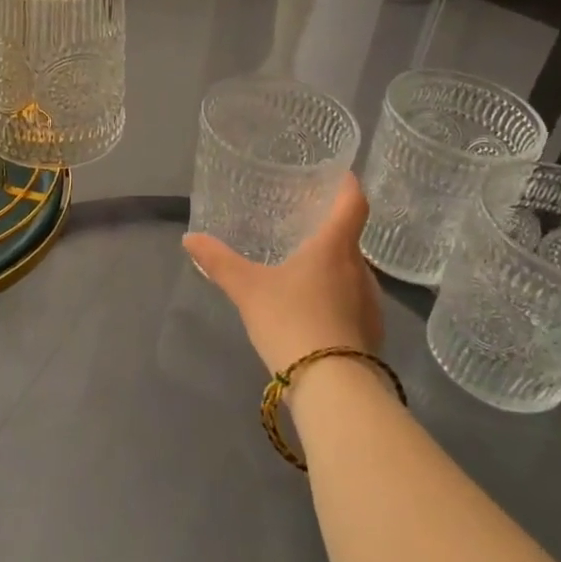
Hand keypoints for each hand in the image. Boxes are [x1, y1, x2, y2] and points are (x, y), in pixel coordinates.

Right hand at [183, 172, 382, 374]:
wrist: (332, 386)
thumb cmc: (291, 321)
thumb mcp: (247, 290)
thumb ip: (219, 262)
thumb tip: (189, 238)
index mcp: (335, 248)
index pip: (353, 203)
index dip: (347, 184)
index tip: (338, 174)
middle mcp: (361, 269)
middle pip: (350, 239)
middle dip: (329, 231)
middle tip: (302, 227)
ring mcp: (371, 303)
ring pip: (352, 273)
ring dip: (332, 267)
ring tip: (303, 270)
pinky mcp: (372, 333)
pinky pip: (354, 302)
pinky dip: (336, 297)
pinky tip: (312, 311)